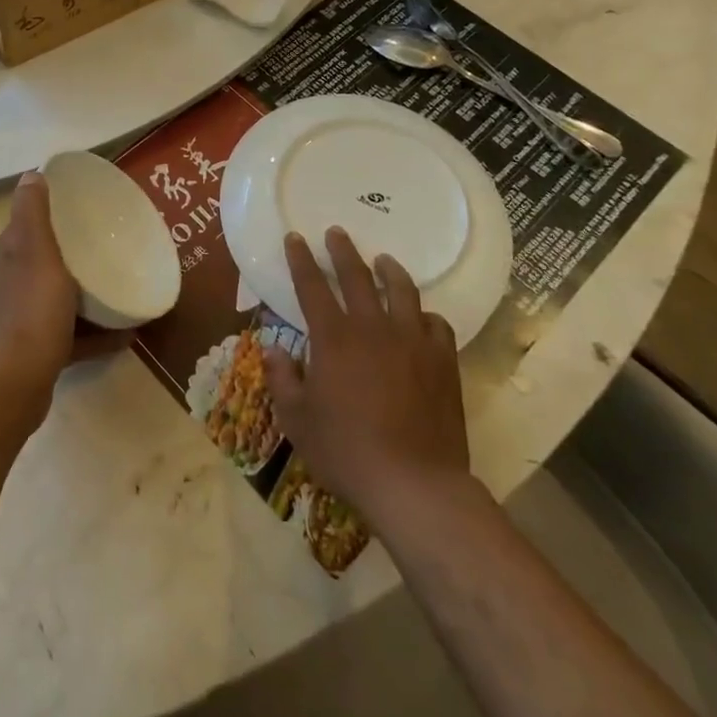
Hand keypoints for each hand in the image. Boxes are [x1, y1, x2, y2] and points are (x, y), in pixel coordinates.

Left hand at [0, 172, 126, 428]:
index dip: (51, 217)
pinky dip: (92, 333)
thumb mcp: (35, 251)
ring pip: (55, 300)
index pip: (25, 228)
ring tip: (119, 288)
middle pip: (42, 263)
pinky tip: (124, 333)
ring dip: (85, 295)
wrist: (15, 384)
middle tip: (108, 250)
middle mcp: (5, 287)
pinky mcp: (32, 354)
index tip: (84, 213)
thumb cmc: (30, 310)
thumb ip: (32, 213)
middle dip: (72, 256)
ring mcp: (17, 323)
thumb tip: (30, 174)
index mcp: (3, 259)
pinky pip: (67, 335)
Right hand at [266, 228, 470, 524]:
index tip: (295, 238)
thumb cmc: (346, 452)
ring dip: (390, 271)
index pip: (312, 286)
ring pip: (403, 292)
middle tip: (337, 232)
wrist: (414, 484)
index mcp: (333, 338)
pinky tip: (422, 318)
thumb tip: (273, 348)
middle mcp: (373, 329)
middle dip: (343, 251)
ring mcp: (413, 343)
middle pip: (357, 277)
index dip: (301, 260)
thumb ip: (282, 378)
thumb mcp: (297, 420)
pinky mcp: (443, 362)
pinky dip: (425, 315)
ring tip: (383, 260)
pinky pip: (437, 325)